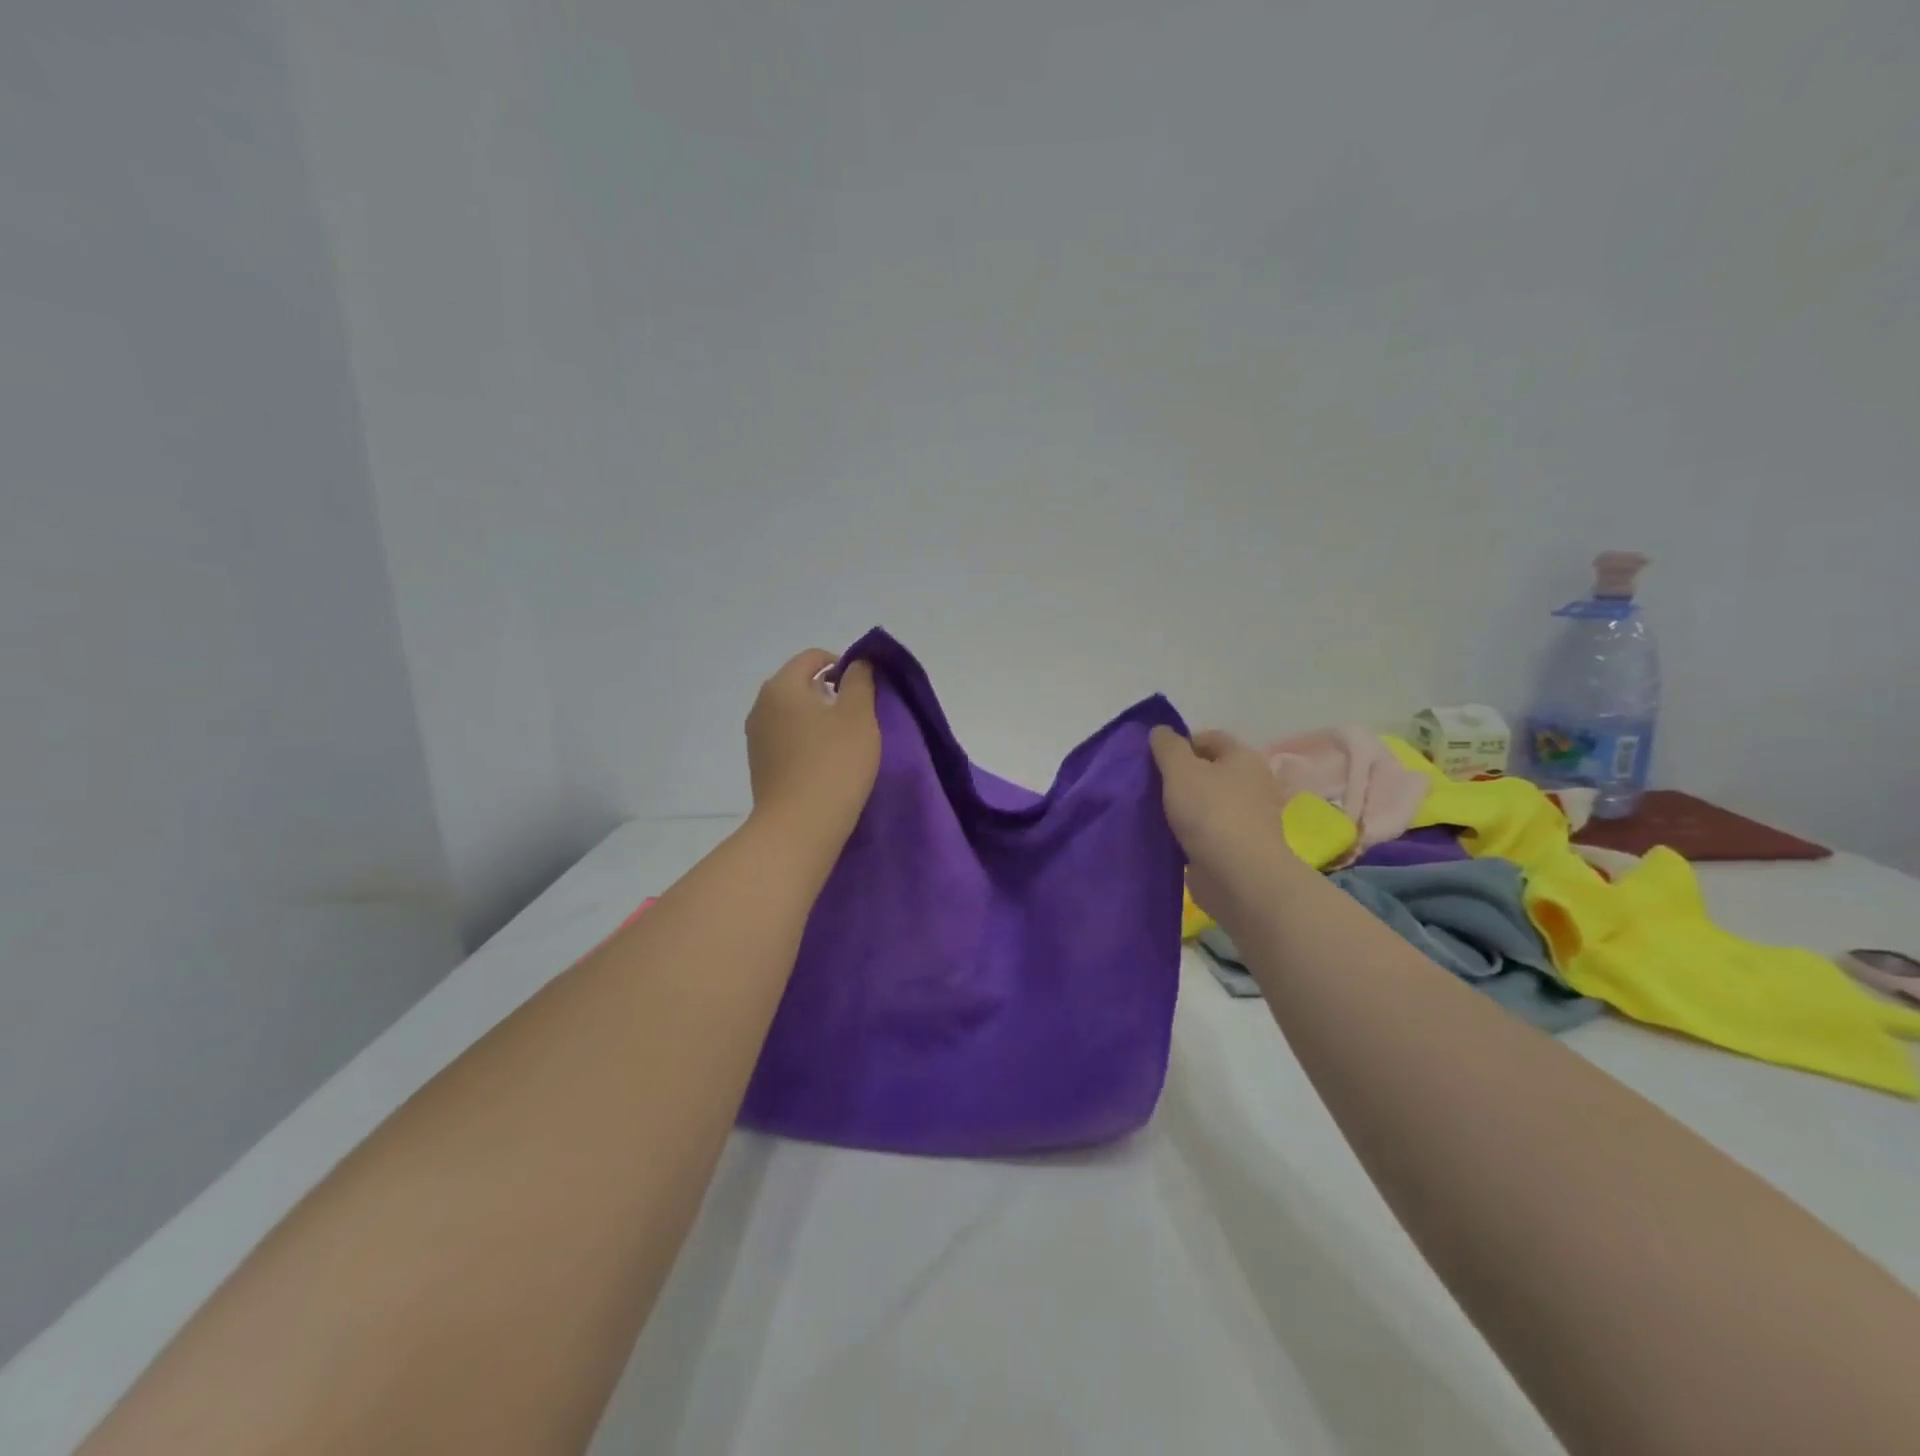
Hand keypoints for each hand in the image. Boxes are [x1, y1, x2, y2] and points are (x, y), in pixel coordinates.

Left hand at [746, 648, 881, 847]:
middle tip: (860, 717)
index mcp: (781, 686)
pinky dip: (807, 742)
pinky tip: (826, 764)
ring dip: (819, 720)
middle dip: (830, 693)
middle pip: (800, 685)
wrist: (799, 827)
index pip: (812, 658)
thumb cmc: (834, 763)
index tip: (864, 688)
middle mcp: (761, 706)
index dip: (842, 664)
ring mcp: (756, 739)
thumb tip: (856, 663)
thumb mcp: (859, 715)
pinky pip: (787, 740)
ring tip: (846, 743)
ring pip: (793, 714)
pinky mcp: (760, 767)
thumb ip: (860, 681)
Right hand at [1150, 727, 1292, 924]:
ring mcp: (1247, 818)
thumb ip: (1167, 746)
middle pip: (1209, 771)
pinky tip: (1169, 838)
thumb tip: (1161, 731)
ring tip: (1154, 813)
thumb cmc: (1210, 812)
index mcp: (1243, 757)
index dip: (1179, 744)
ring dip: (1183, 807)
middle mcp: (1251, 783)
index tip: (1153, 761)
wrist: (1238, 875)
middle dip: (1179, 777)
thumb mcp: (1180, 769)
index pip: (1209, 738)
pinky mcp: (1238, 847)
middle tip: (1150, 786)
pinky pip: (1208, 831)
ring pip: (1206, 803)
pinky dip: (1190, 832)